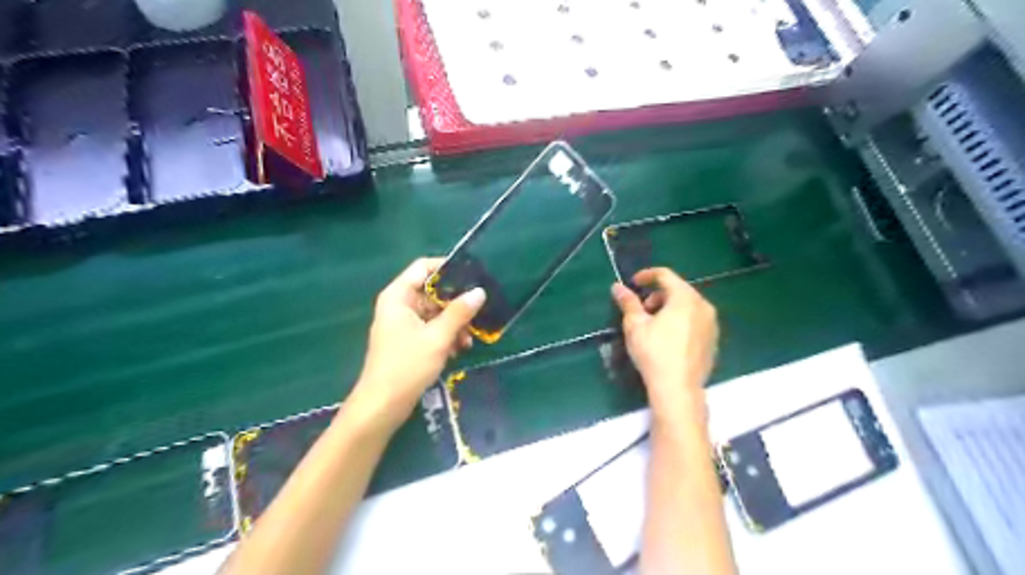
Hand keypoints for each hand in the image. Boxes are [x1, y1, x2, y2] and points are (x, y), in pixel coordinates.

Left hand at [351, 257, 485, 428]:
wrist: (383, 406)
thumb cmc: (407, 366)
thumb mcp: (438, 337)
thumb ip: (459, 312)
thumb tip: (479, 292)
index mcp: (398, 296)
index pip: (423, 267)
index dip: (447, 267)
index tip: (472, 275)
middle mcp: (399, 305)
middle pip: (432, 291)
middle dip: (455, 303)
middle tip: (478, 311)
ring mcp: (403, 323)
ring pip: (435, 312)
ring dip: (454, 323)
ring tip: (469, 339)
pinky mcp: (409, 341)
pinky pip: (431, 328)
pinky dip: (446, 335)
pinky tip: (459, 349)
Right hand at [610, 268, 714, 421]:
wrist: (678, 389)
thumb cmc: (654, 353)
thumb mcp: (635, 325)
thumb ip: (628, 302)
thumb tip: (617, 287)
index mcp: (685, 298)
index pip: (665, 275)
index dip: (647, 275)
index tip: (633, 283)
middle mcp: (703, 306)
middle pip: (678, 290)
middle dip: (657, 296)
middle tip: (641, 311)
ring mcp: (712, 324)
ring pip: (687, 306)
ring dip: (669, 308)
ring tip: (653, 326)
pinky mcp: (713, 340)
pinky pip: (695, 321)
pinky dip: (681, 321)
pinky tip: (668, 339)